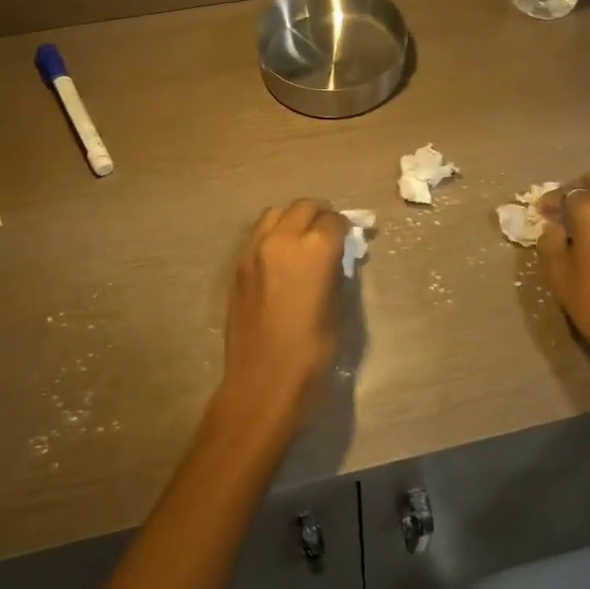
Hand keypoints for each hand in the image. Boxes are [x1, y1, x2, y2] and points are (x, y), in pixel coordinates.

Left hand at [216, 199, 349, 431]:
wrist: (263, 381)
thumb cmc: (312, 352)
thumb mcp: (337, 309)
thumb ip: (336, 273)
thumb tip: (337, 258)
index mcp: (314, 249)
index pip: (334, 220)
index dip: (346, 227)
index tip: (351, 238)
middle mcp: (282, 239)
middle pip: (303, 207)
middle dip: (320, 215)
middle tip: (330, 232)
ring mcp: (254, 250)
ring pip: (275, 214)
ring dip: (293, 219)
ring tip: (303, 239)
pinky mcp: (238, 266)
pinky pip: (258, 234)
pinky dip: (273, 234)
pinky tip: (281, 256)